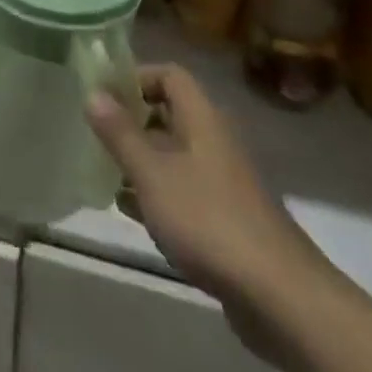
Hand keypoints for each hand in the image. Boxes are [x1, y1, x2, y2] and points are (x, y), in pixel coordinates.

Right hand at [87, 65, 335, 354]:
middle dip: (132, 121)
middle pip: (170, 114)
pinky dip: (156, 193)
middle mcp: (214, 141)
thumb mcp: (152, 173)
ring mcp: (222, 181)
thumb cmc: (208, 220)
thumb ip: (120, 133)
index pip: (170, 75)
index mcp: (202, 118)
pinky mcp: (225, 219)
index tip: (103, 94)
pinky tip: (130, 211)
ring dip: (141, 159)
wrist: (278, 296)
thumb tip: (93, 92)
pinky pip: (183, 190)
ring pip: (174, 155)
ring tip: (103, 171)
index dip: (136, 77)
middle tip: (96, 133)